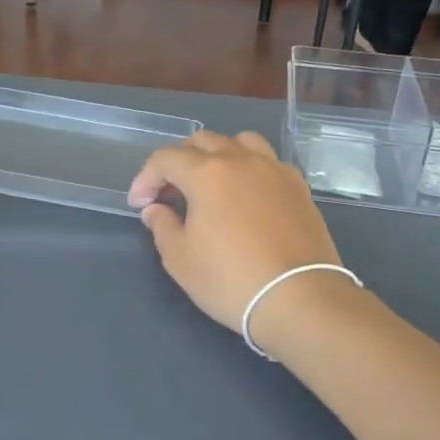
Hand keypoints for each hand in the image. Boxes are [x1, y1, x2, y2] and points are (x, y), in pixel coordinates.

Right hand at [128, 131, 352, 349]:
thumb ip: (162, 226)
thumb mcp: (181, 260)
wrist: (299, 298)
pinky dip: (250, 169)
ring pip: (240, 142)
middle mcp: (242, 160)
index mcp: (207, 173)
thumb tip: (156, 209)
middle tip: (171, 194)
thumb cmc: (230, 280)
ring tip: (212, 184)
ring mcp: (275, 170)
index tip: (140, 205)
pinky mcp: (299, 187)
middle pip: (203, 141)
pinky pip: (268, 162)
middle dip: (179, 162)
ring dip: (218, 155)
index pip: (166, 158)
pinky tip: (247, 196)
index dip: (146, 178)